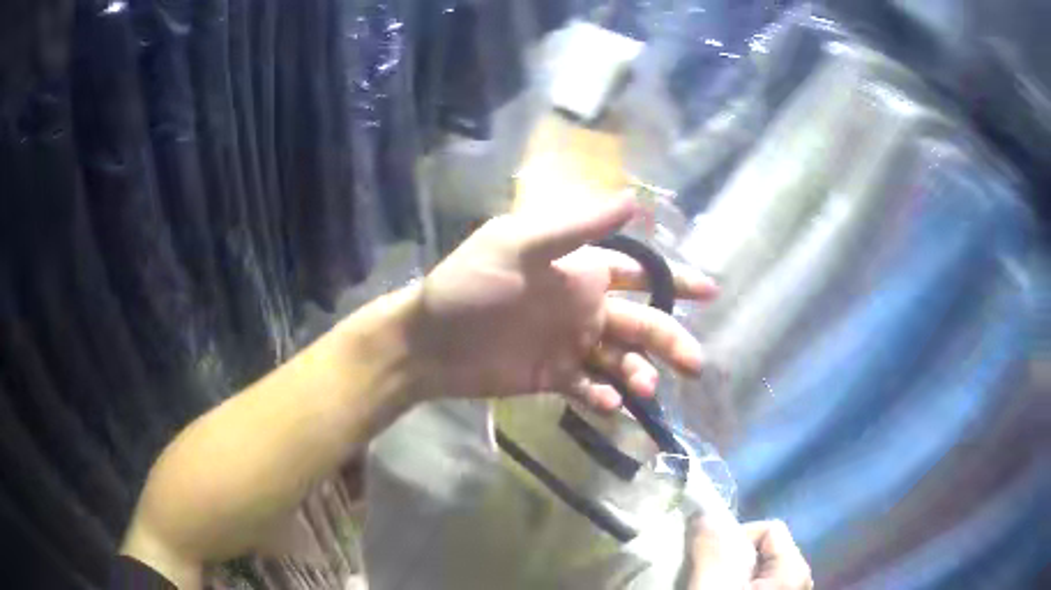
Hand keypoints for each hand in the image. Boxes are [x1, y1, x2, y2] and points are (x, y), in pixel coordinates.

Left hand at [410, 198, 716, 409]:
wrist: (429, 341)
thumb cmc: (470, 285)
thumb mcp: (519, 244)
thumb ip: (577, 227)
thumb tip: (633, 200)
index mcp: (580, 271)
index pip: (640, 273)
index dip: (675, 281)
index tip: (709, 292)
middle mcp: (583, 307)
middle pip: (640, 323)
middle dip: (669, 340)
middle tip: (693, 363)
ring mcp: (569, 345)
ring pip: (620, 360)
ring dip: (637, 374)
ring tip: (643, 388)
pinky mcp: (553, 377)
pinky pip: (588, 388)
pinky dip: (602, 397)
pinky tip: (607, 403)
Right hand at [683, 518, 812, 589]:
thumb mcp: (712, 585)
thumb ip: (711, 548)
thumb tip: (704, 513)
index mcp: (794, 567)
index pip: (770, 528)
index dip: (737, 537)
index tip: (712, 558)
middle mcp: (800, 577)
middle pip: (764, 549)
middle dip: (732, 557)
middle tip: (709, 576)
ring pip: (759, 570)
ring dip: (733, 573)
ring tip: (713, 586)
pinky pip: (760, 584)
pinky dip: (740, 585)